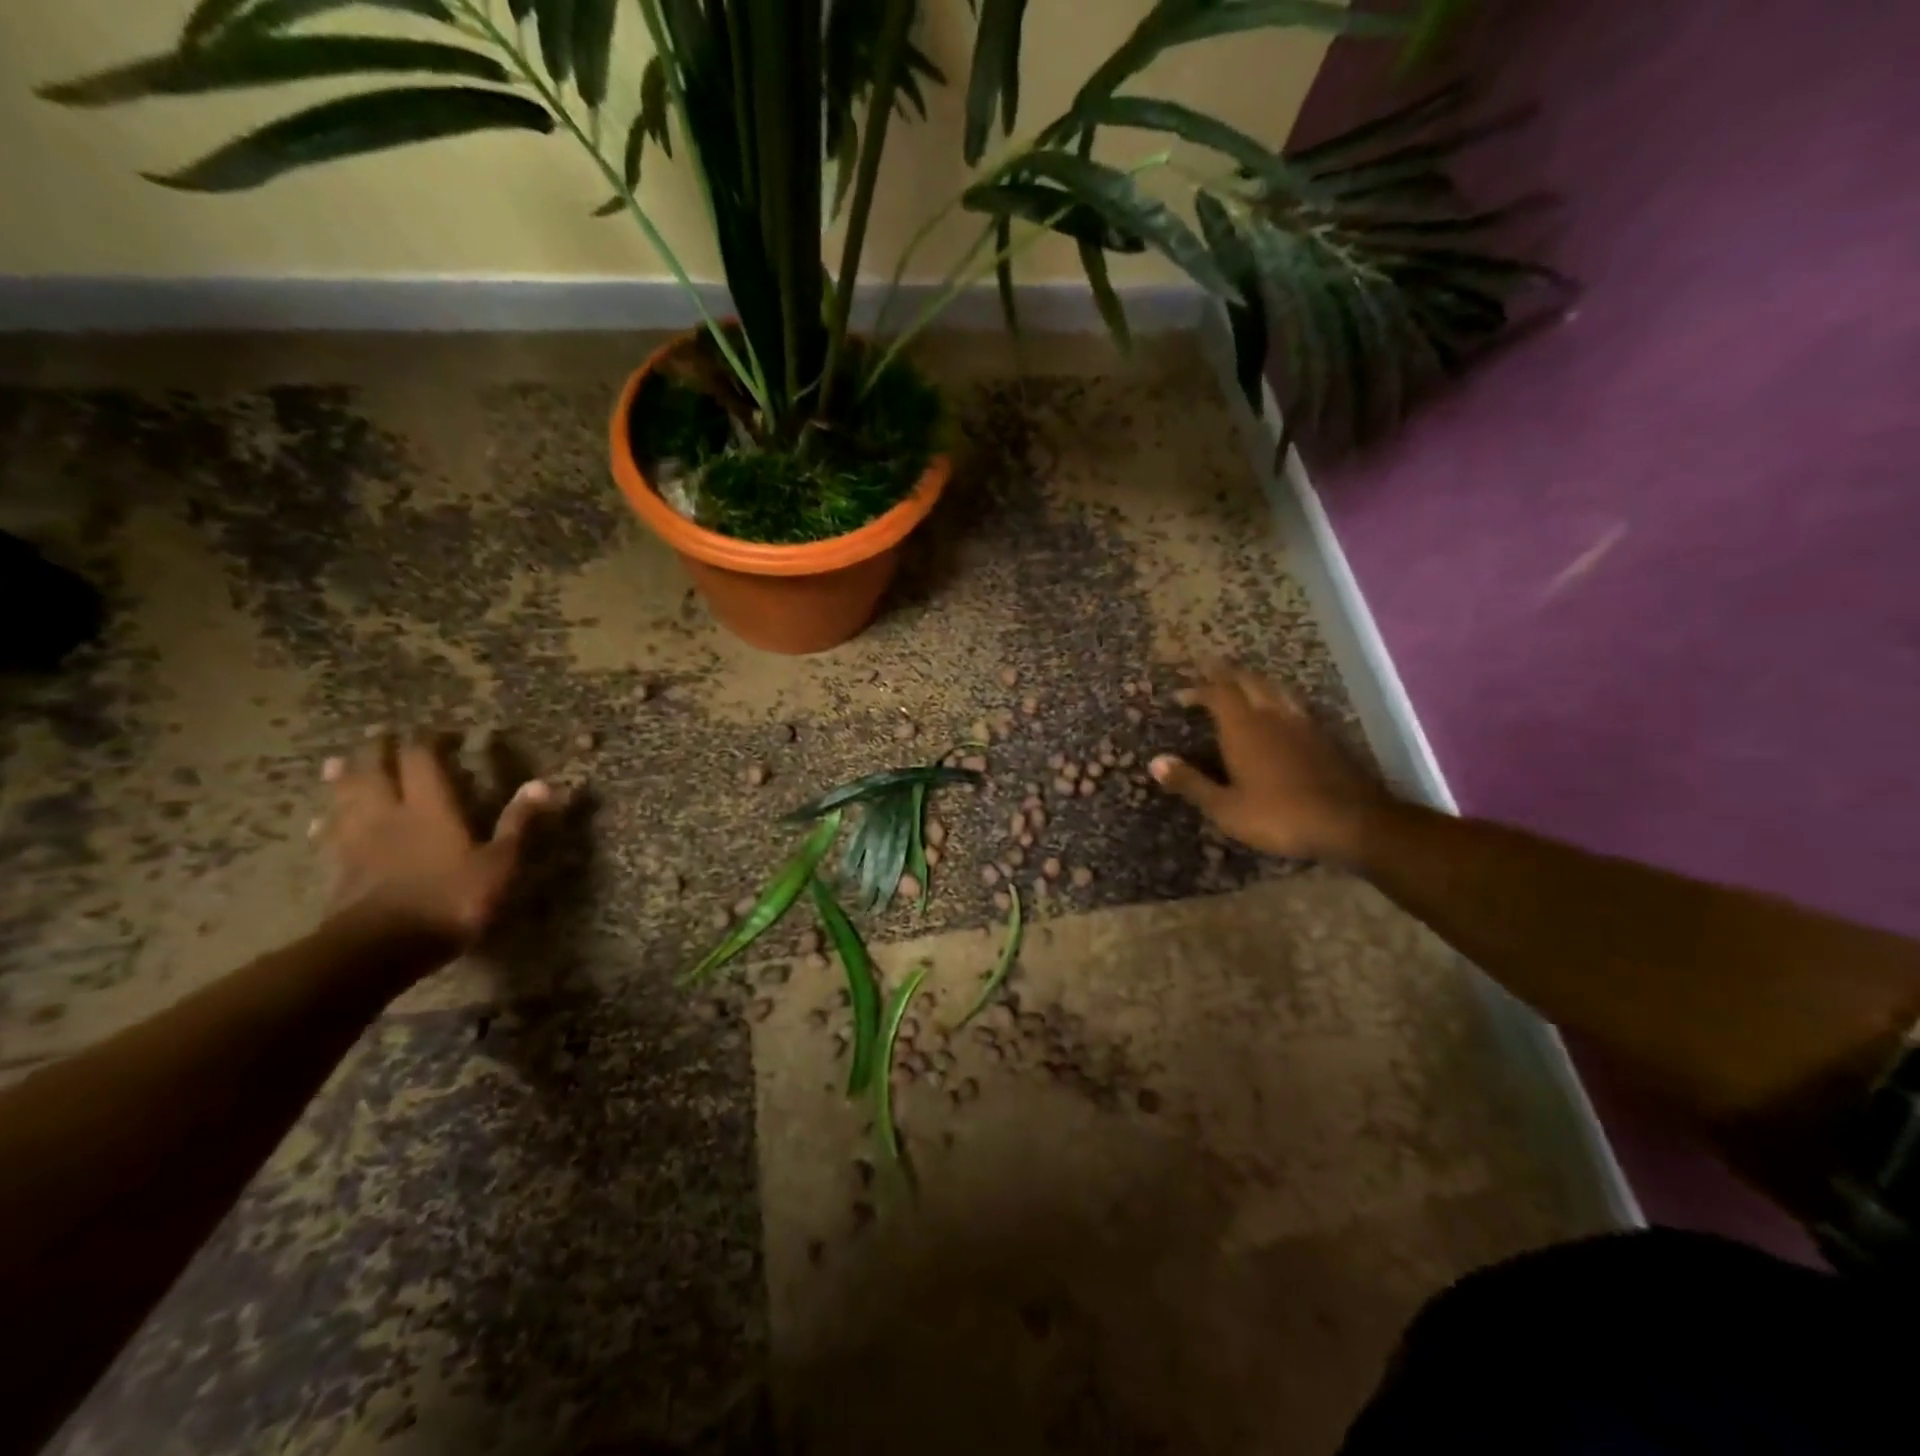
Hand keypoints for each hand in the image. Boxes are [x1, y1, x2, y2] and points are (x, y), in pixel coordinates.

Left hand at [314, 735, 554, 945]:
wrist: (382, 947)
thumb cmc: (451, 900)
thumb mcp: (499, 863)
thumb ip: (517, 823)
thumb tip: (543, 783)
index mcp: (430, 808)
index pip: (422, 760)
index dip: (428, 741)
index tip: (438, 732)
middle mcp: (389, 814)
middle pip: (374, 772)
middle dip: (377, 750)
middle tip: (380, 735)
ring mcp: (358, 842)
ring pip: (345, 799)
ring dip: (342, 779)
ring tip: (335, 764)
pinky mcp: (340, 869)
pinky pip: (329, 835)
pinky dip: (327, 822)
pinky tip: (320, 822)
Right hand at [1150, 665, 1391, 863]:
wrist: (1352, 822)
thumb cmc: (1280, 816)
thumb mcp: (1226, 808)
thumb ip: (1191, 782)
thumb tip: (1155, 762)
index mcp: (1244, 729)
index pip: (1218, 694)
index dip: (1198, 689)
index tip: (1182, 693)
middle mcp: (1272, 716)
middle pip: (1248, 682)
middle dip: (1226, 673)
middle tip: (1210, 669)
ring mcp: (1303, 723)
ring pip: (1275, 688)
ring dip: (1254, 680)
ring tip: (1243, 681)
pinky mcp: (1325, 735)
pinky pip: (1295, 704)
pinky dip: (1278, 698)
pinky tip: (1281, 710)